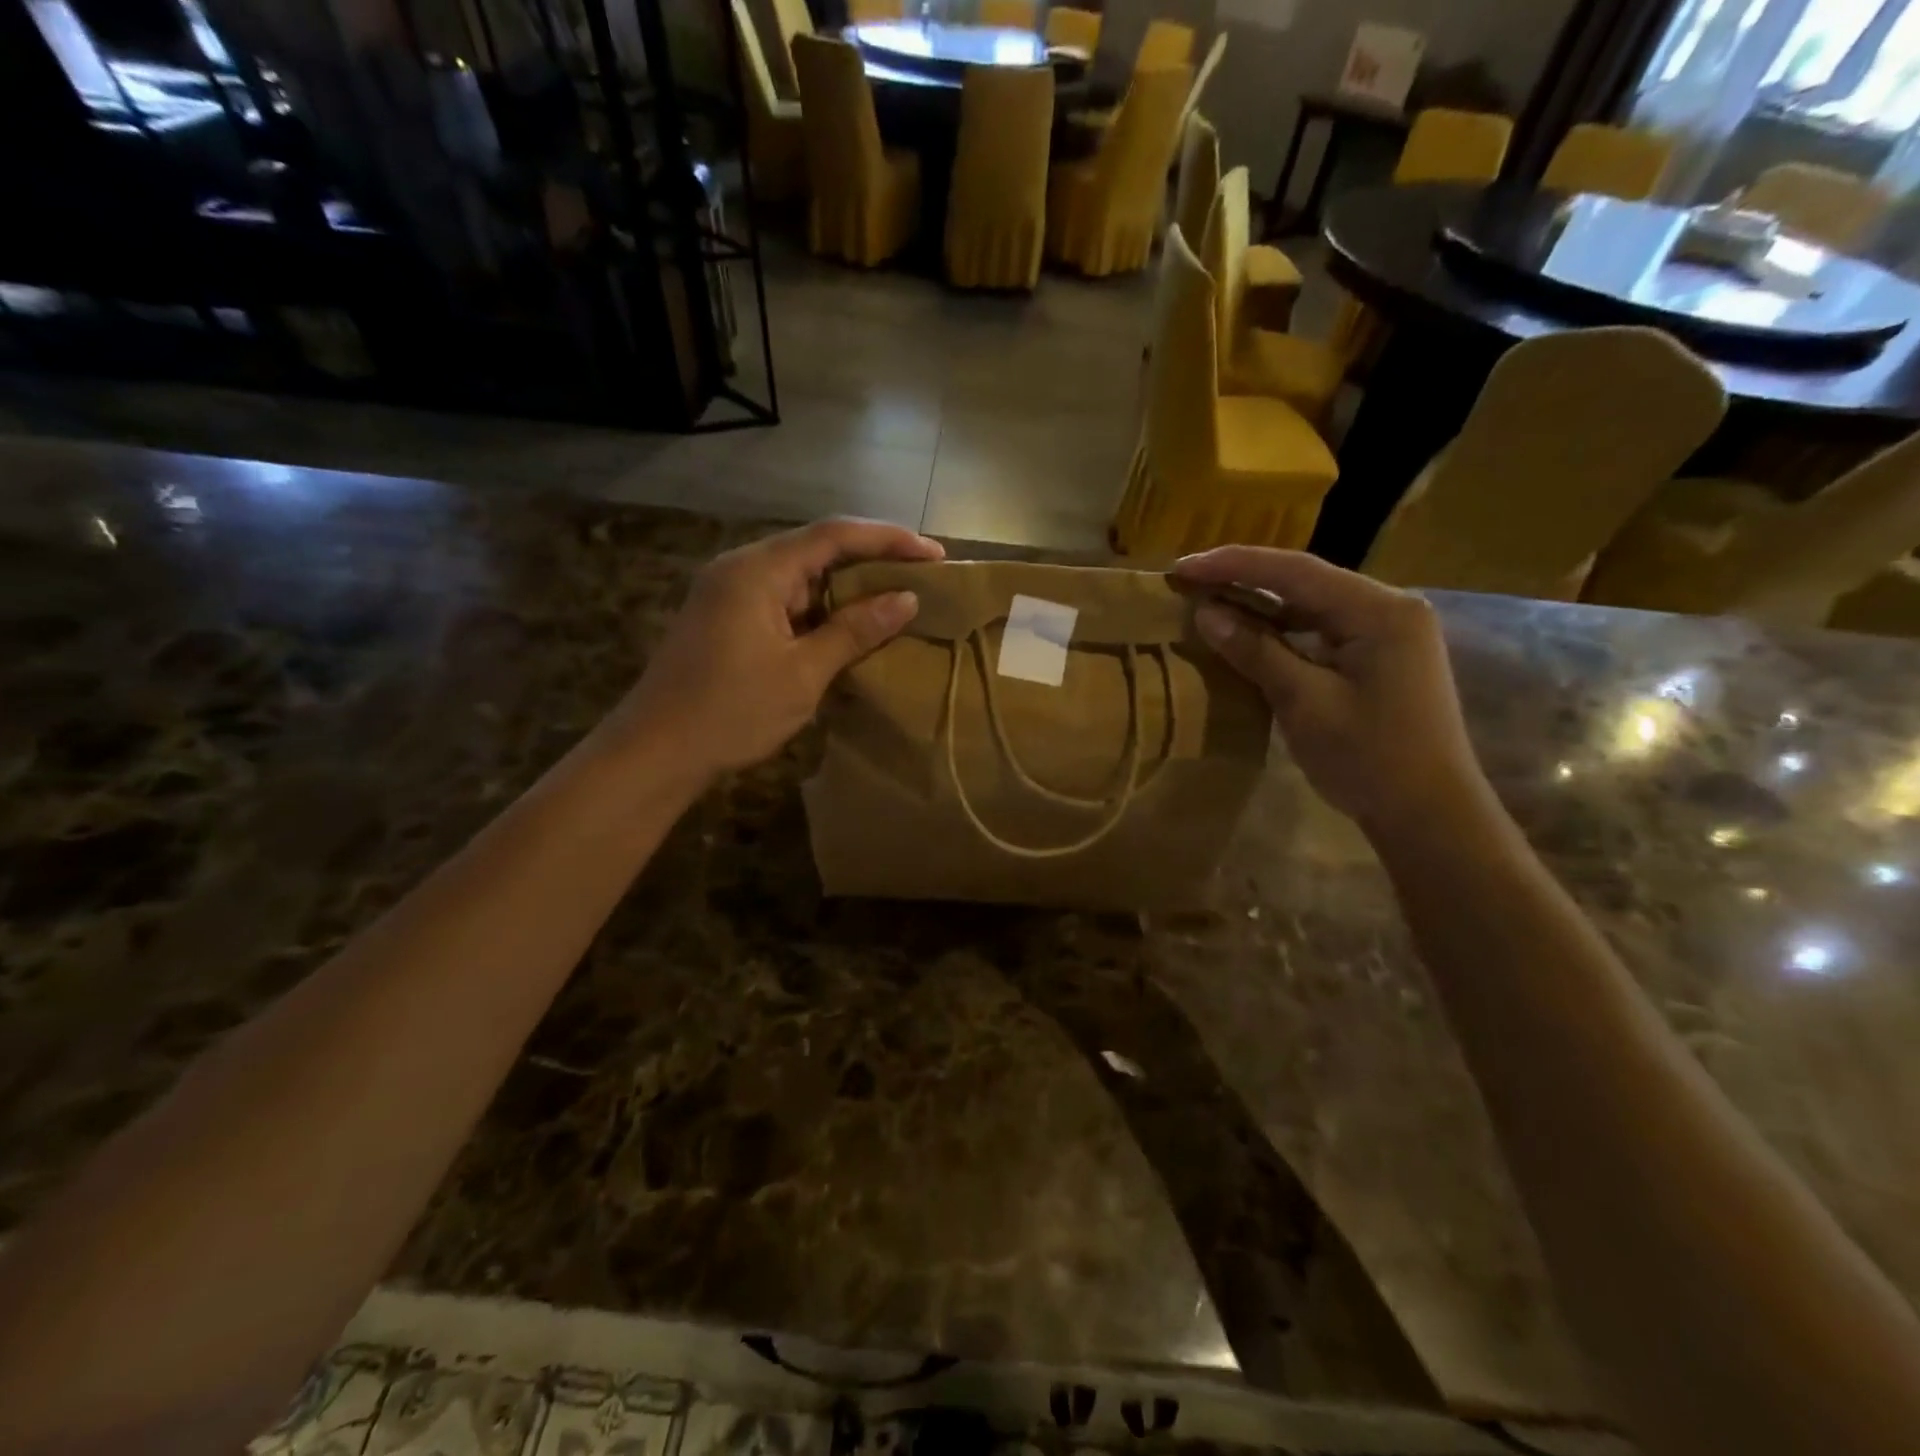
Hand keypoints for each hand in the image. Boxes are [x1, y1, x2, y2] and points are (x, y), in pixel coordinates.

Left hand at [612, 518, 943, 780]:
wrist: (655, 752)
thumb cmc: (731, 712)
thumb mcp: (803, 673)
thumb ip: (855, 630)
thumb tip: (906, 599)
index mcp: (758, 570)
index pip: (834, 535)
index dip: (889, 539)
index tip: (934, 555)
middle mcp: (741, 567)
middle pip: (816, 548)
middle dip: (871, 560)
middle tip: (920, 577)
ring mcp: (729, 592)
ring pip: (800, 576)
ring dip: (845, 588)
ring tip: (894, 601)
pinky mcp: (725, 617)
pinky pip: (783, 600)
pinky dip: (819, 610)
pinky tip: (847, 627)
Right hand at [1173, 548, 1492, 833]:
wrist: (1428, 815)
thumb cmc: (1369, 759)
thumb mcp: (1304, 703)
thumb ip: (1256, 651)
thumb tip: (1206, 613)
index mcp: (1379, 610)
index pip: (1295, 572)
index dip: (1233, 565)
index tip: (1181, 567)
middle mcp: (1388, 608)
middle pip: (1305, 581)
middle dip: (1244, 579)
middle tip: (1188, 580)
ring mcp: (1388, 632)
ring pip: (1312, 604)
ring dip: (1260, 604)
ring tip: (1208, 600)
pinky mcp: (1380, 656)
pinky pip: (1321, 629)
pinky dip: (1281, 630)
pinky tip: (1248, 633)